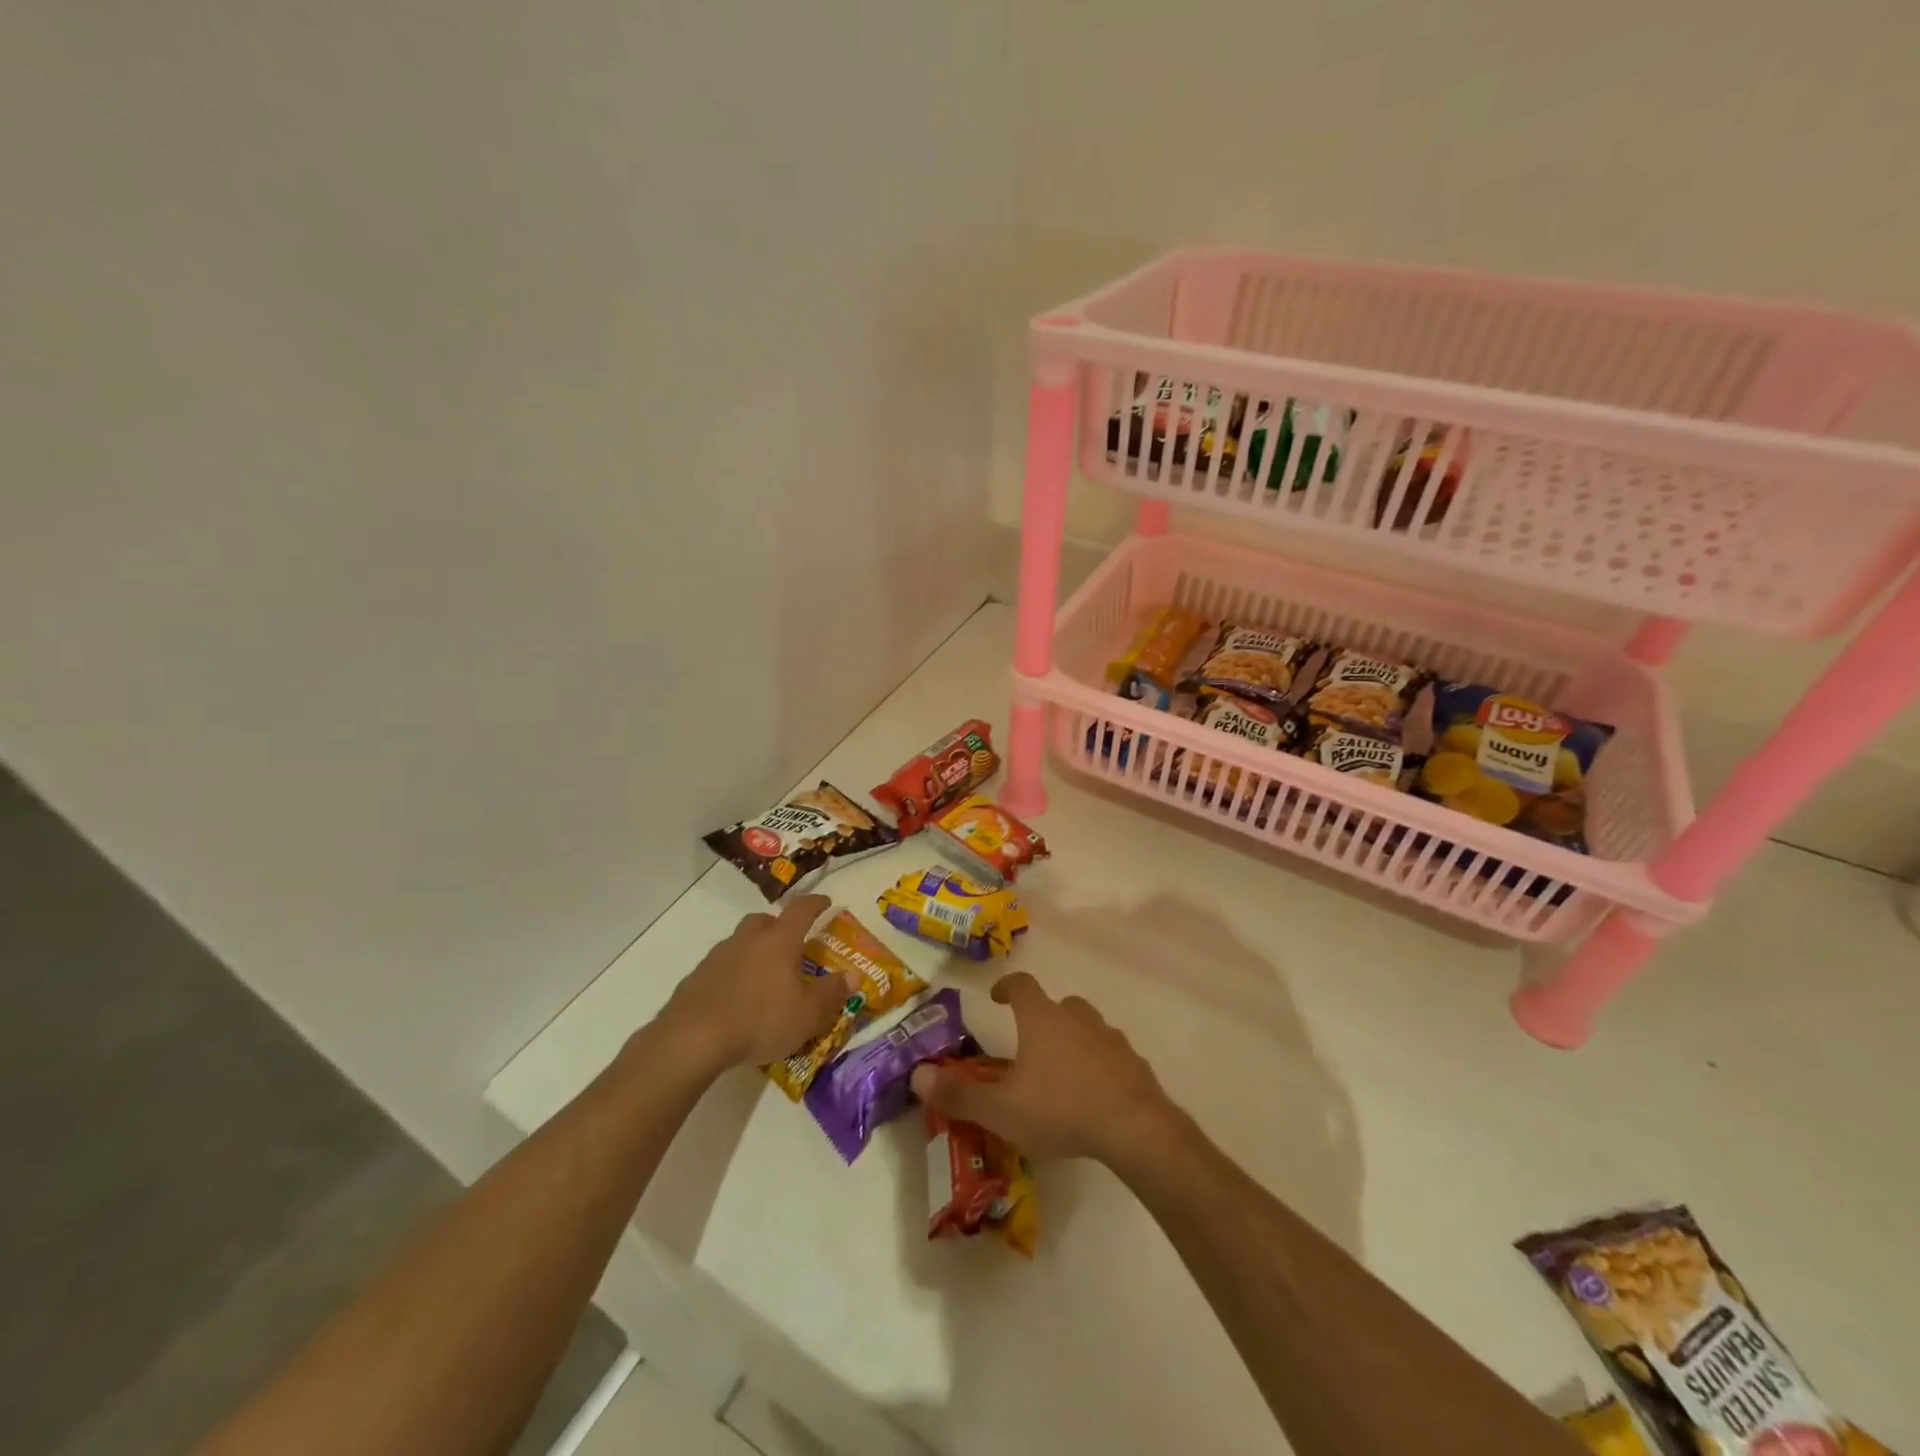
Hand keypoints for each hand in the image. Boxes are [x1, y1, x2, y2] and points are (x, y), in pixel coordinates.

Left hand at [658, 894, 848, 1073]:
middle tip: (789, 944)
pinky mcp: (696, 978)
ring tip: (763, 977)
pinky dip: (733, 974)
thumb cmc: (760, 1019)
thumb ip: (832, 992)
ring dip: (754, 951)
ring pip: (741, 942)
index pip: (801, 910)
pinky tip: (737, 999)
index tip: (825, 902)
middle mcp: (748, 939)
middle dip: (778, 926)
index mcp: (779, 941)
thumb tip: (853, 975)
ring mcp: (718, 956)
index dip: (815, 903)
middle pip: (764, 920)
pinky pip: (722, 967)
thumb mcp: (808, 1013)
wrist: (693, 1038)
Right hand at [909, 972, 1181, 1164]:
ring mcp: (1111, 1039)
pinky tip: (1095, 1093)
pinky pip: (1112, 1055)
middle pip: (1059, 1004)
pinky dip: (1100, 1065)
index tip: (997, 996)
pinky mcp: (1134, 1064)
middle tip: (1031, 1042)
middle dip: (1043, 1016)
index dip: (1007, 987)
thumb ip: (958, 1094)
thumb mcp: (1000, 1108)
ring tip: (1062, 1070)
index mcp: (1042, 1019)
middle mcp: (1077, 1018)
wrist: (1133, 1127)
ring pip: (1088, 1027)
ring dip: (1074, 1039)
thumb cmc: (1059, 1108)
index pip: (1022, 985)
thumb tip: (918, 1075)